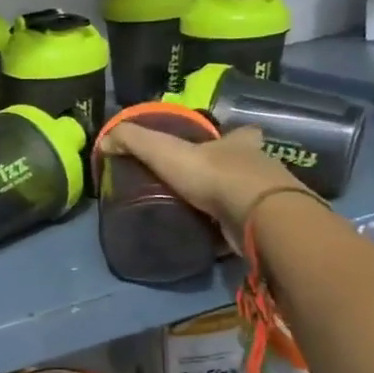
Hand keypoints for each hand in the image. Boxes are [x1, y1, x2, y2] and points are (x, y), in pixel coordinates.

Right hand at [98, 122, 306, 236]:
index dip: (232, 136)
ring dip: (230, 204)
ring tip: (201, 213)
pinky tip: (212, 239)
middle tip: (201, 184)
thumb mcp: (163, 150)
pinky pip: (246, 228)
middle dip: (228, 172)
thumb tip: (104, 141)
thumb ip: (132, 141)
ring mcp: (269, 200)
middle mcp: (260, 168)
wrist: (259, 217)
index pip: (241, 133)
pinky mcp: (268, 229)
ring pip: (248, 198)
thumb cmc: (213, 175)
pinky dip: (230, 233)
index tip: (221, 143)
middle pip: (246, 165)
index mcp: (239, 144)